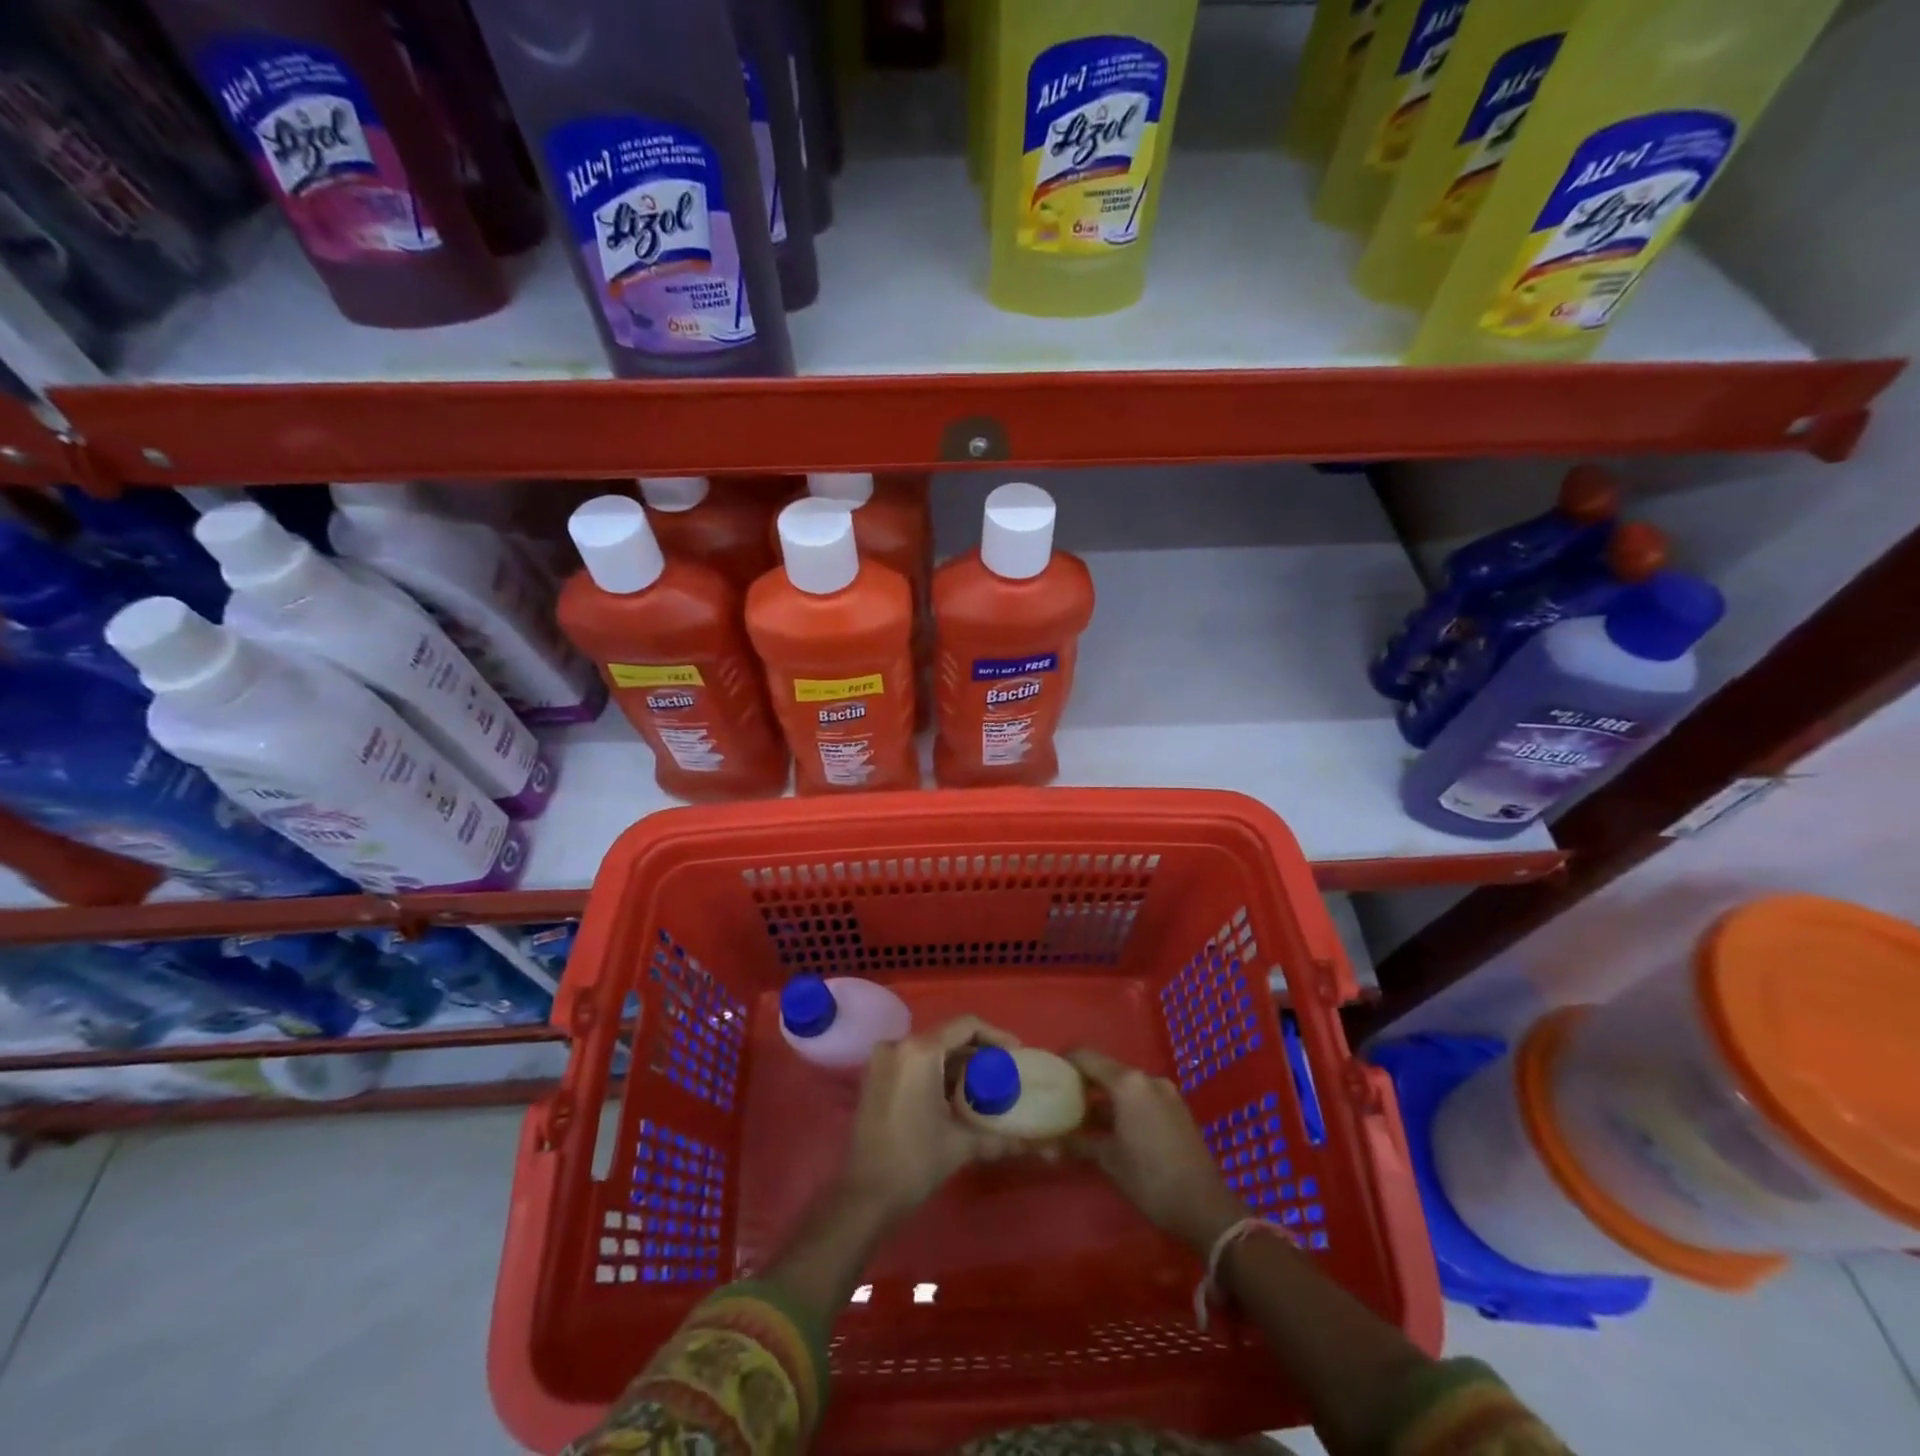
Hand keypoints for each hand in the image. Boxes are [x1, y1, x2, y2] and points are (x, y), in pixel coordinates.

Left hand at [841, 1016, 1020, 1221]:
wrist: (865, 1196)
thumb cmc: (914, 1162)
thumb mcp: (961, 1144)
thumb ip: (1000, 1137)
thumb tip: (1038, 1147)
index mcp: (919, 1051)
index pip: (966, 1026)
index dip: (995, 1035)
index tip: (1017, 1053)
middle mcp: (898, 1045)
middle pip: (947, 1035)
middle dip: (977, 1051)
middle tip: (1004, 1071)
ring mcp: (882, 1060)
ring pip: (930, 1049)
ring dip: (957, 1063)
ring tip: (984, 1084)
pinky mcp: (874, 1077)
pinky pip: (913, 1062)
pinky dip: (935, 1071)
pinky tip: (954, 1093)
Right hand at [1068, 1047, 1245, 1255]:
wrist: (1205, 1207)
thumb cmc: (1150, 1179)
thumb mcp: (1109, 1161)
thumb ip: (1079, 1143)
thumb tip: (1049, 1143)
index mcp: (1128, 1083)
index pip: (1087, 1057)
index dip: (1066, 1061)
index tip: (1049, 1073)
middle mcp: (1147, 1079)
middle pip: (1107, 1070)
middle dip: (1085, 1083)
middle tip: (1062, 1098)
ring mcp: (1166, 1093)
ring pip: (1126, 1086)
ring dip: (1105, 1098)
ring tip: (1083, 1118)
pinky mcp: (1177, 1110)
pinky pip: (1143, 1098)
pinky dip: (1125, 1107)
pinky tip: (1112, 1129)